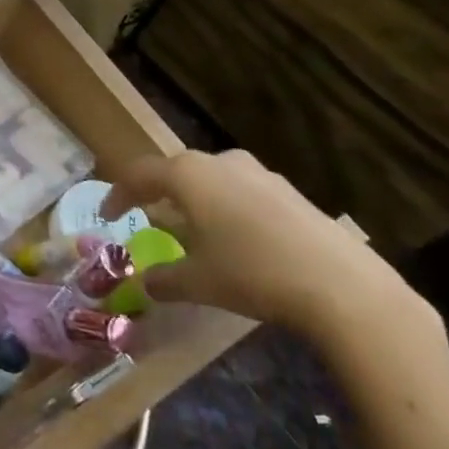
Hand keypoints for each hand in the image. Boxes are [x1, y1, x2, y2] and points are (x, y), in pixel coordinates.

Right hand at [101, 149, 422, 342]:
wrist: (342, 286)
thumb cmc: (252, 273)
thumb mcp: (197, 282)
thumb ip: (163, 279)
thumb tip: (146, 283)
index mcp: (188, 175)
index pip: (140, 174)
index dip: (118, 194)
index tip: (107, 216)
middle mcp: (221, 163)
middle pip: (176, 170)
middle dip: (157, 192)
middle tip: (146, 215)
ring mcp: (261, 174)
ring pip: (213, 178)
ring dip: (194, 199)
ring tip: (190, 227)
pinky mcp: (291, 192)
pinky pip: (243, 191)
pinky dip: (226, 208)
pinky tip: (235, 239)